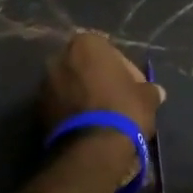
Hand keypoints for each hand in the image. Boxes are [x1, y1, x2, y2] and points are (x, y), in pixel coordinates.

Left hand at [40, 32, 163, 137]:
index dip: (125, 69)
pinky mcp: (37, 110)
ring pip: (71, 85)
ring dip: (84, 96)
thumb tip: (156, 92)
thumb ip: (149, 90)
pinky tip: (88, 127)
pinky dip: (72, 111)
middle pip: (86, 66)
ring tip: (103, 117)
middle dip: (100, 80)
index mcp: (85, 44)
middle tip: (118, 100)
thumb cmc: (122, 110)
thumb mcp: (146, 98)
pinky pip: (61, 104)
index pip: (109, 50)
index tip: (134, 87)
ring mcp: (44, 84)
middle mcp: (59, 57)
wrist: (91, 149)